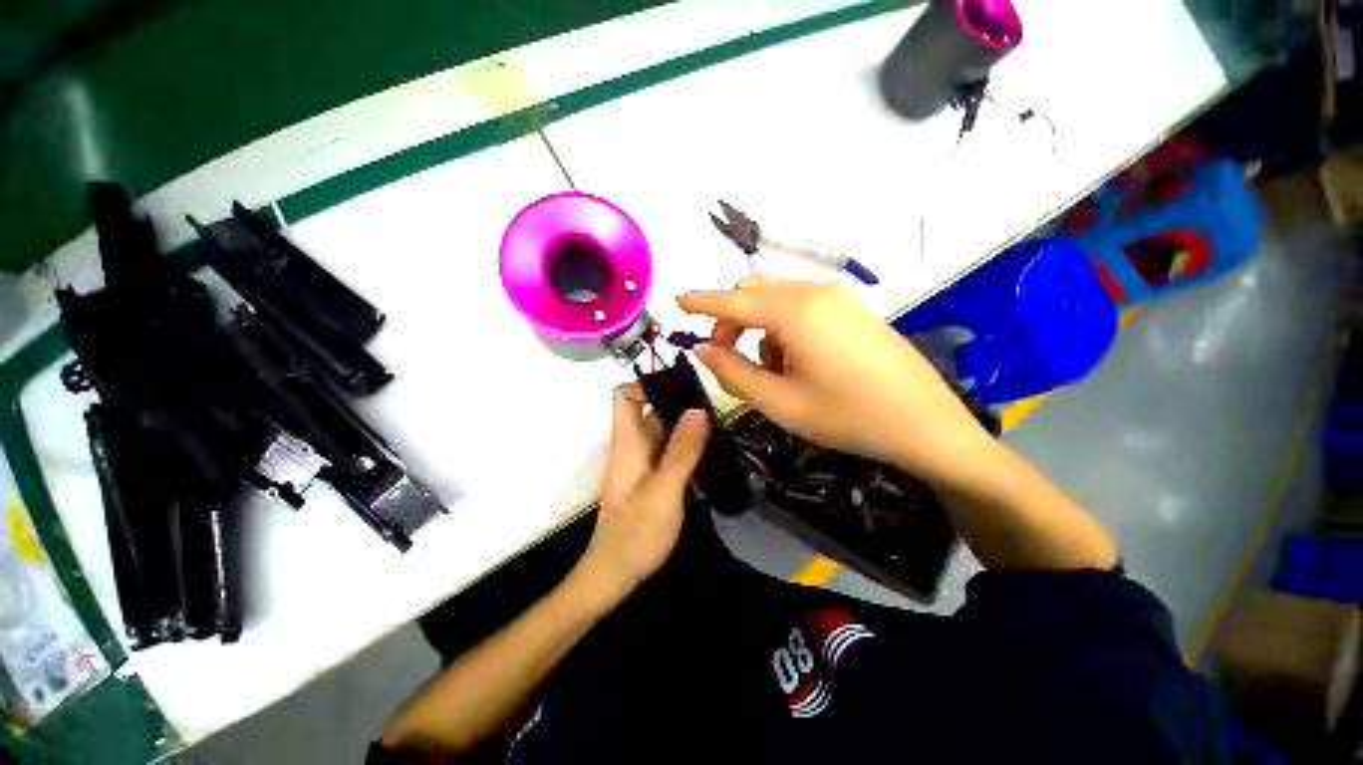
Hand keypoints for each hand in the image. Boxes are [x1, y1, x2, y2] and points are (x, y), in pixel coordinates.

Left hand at [575, 385, 709, 604]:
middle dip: (680, 404)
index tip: (683, 388)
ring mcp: (643, 462)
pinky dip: (688, 447)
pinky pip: (670, 451)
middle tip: (714, 409)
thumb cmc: (635, 535)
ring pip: (664, 431)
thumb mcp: (664, 491)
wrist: (615, 575)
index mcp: (627, 442)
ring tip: (719, 429)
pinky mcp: (652, 478)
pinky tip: (711, 454)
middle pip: (651, 410)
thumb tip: (699, 409)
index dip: (649, 385)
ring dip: (688, 427)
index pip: (625, 395)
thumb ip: (682, 451)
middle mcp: (633, 446)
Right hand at [678, 280, 989, 485]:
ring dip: (760, 327)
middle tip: (726, 356)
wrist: (928, 426)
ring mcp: (840, 298)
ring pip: (778, 299)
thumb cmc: (848, 418)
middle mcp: (816, 292)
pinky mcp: (854, 309)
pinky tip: (799, 360)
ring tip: (773, 369)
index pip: (734, 299)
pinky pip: (803, 306)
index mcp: (796, 312)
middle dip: (731, 320)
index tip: (677, 303)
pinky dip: (785, 326)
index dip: (701, 301)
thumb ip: (732, 373)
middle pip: (755, 293)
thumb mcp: (780, 402)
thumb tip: (701, 348)